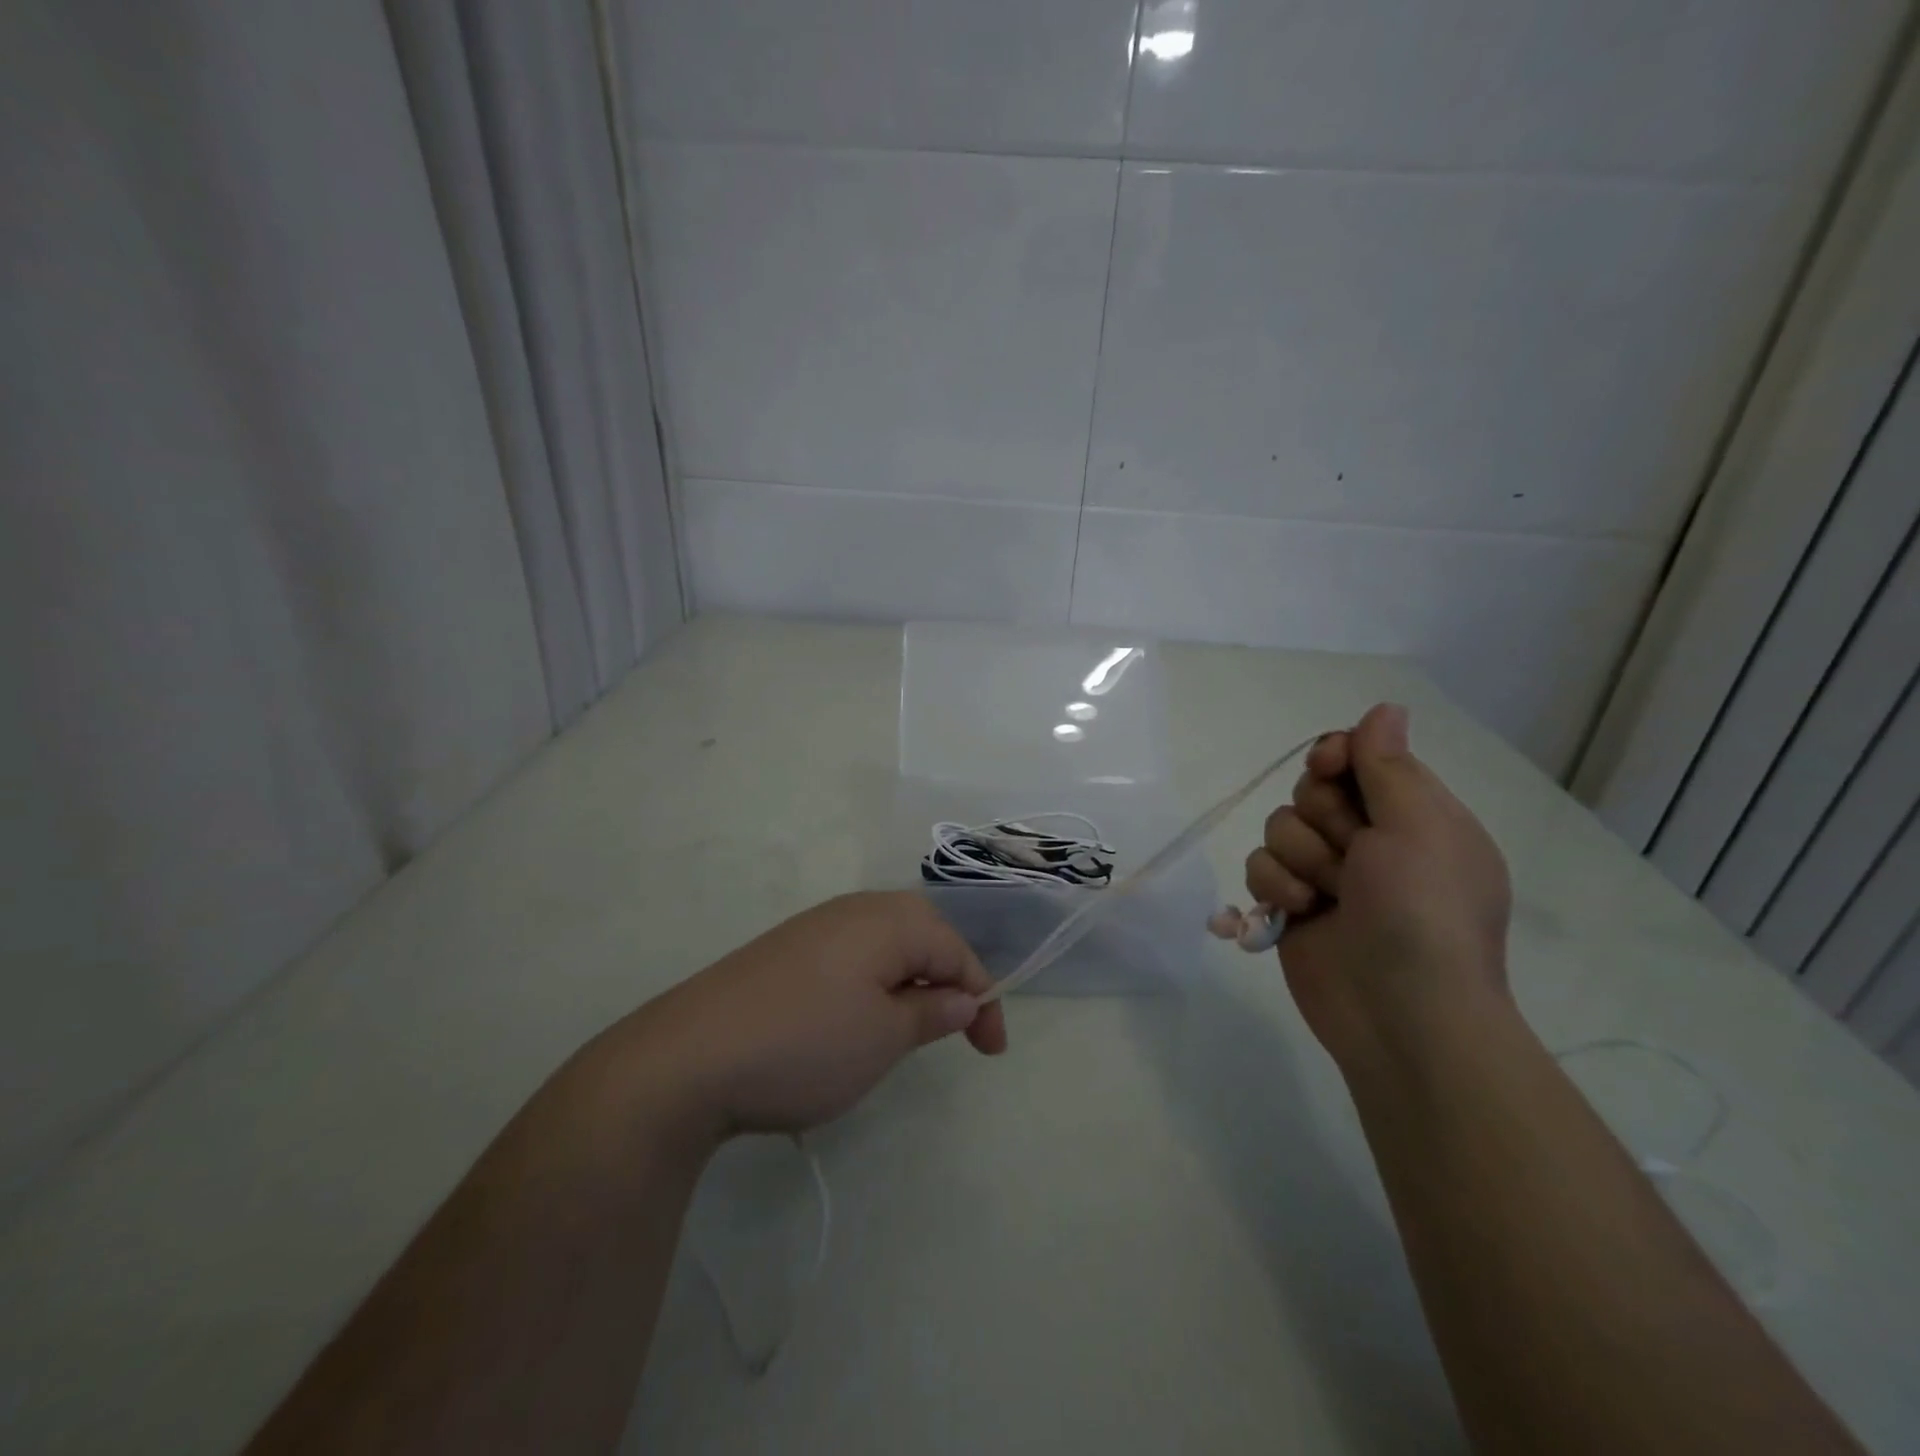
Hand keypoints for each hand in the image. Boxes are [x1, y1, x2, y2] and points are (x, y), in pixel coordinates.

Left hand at [619, 892, 1006, 1139]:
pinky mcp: (783, 951)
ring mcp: (813, 927)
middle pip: (921, 934)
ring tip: (908, 1028)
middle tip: (955, 1028)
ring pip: (883, 944)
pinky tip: (853, 1019)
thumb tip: (962, 998)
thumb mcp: (884, 1037)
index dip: (982, 998)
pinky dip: (870, 983)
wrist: (687, 1058)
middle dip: (946, 978)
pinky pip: (849, 955)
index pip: (955, 950)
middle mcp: (852, 909)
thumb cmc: (806, 1044)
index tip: (990, 1051)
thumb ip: (932, 1013)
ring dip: (908, 980)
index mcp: (887, 920)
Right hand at [1244, 703, 1511, 1069]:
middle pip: (1311, 790)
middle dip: (1321, 818)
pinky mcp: (1292, 905)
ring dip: (1299, 857)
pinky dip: (1275, 886)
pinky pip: (1260, 866)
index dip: (1336, 756)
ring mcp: (1329, 874)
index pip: (1360, 756)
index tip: (1328, 768)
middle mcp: (1370, 840)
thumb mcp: (1418, 828)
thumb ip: (1388, 766)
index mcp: (1414, 815)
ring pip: (1279, 827)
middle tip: (1351, 853)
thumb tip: (1385, 708)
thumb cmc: (1422, 913)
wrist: (1400, 1015)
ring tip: (1328, 895)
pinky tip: (1300, 912)